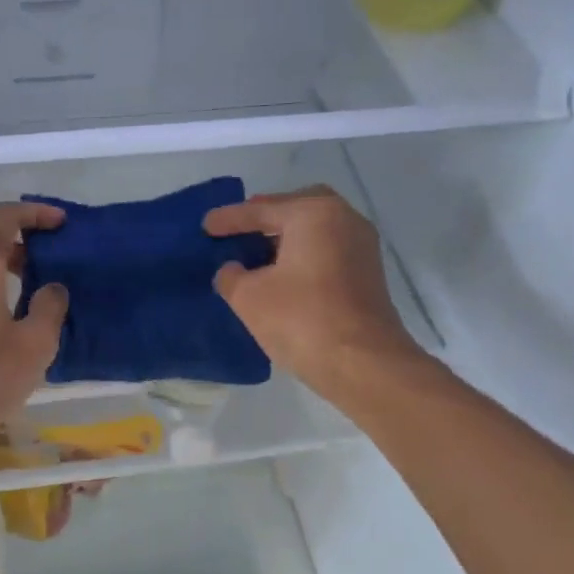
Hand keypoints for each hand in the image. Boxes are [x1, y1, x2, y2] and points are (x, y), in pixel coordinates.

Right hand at [204, 186, 422, 399]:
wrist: (364, 364)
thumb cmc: (302, 320)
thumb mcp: (249, 297)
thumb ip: (231, 276)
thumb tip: (232, 270)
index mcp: (314, 213)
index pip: (262, 210)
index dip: (229, 219)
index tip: (205, 225)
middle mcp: (344, 219)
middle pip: (297, 208)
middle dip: (267, 218)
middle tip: (240, 230)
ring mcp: (362, 247)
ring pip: (316, 230)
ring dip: (287, 239)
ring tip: (257, 256)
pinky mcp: (368, 275)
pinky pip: (328, 251)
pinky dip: (304, 256)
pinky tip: (283, 276)